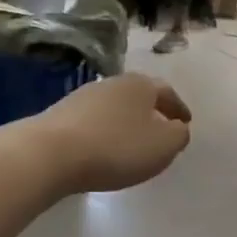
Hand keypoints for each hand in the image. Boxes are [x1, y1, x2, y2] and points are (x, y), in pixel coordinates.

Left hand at [25, 73, 192, 193]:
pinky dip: (105, 131)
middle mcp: (112, 83)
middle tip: (161, 130)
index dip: (179, 108)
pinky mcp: (61, 114)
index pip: (167, 92)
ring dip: (126, 121)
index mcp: (141, 85)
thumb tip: (177, 128)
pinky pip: (93, 121)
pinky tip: (103, 148)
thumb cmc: (116, 148)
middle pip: (139, 95)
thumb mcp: (163, 146)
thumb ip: (179, 136)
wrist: (50, 153)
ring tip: (131, 142)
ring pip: (114, 107)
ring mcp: (83, 96)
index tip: (186, 122)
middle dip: (152, 112)